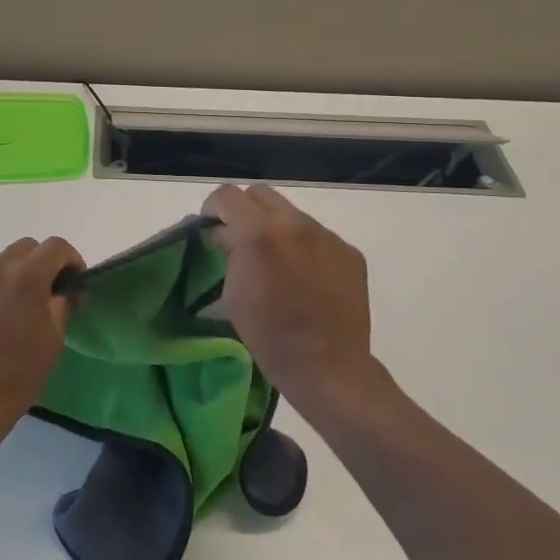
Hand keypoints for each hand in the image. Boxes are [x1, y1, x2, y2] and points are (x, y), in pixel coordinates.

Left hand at [0, 237, 83, 433]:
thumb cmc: (21, 371)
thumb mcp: (54, 337)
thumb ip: (60, 303)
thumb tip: (62, 291)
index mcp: (26, 276)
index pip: (56, 247)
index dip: (72, 260)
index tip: (75, 283)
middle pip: (28, 248)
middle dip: (44, 263)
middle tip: (51, 292)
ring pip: (4, 259)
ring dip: (18, 271)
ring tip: (21, 302)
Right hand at [203, 185, 385, 414]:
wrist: (328, 366)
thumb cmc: (269, 335)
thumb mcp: (233, 293)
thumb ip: (227, 251)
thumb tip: (223, 233)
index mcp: (259, 233)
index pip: (227, 195)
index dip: (212, 209)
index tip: (211, 230)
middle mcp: (295, 223)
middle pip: (260, 193)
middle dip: (244, 211)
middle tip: (240, 239)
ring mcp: (327, 235)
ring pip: (290, 213)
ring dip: (275, 227)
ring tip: (276, 261)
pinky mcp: (348, 251)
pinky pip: (317, 235)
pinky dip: (303, 246)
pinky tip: (304, 276)